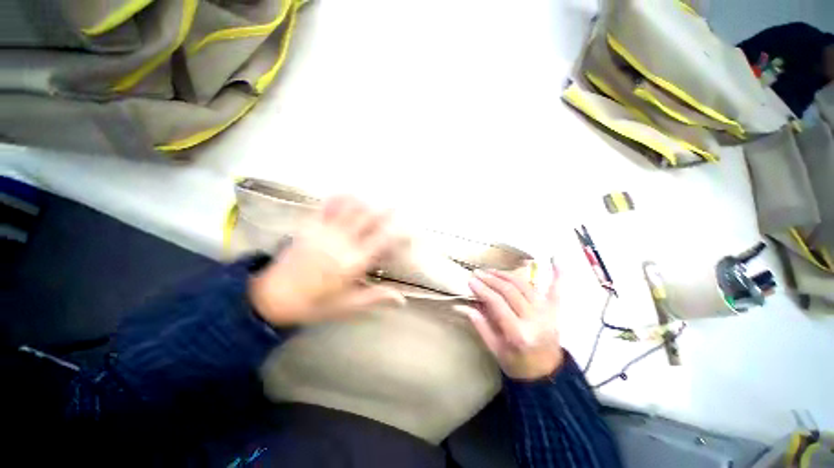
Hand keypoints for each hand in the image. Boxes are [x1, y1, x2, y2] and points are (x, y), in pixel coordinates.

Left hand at [249, 196, 405, 325]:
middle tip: (398, 204)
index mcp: (353, 263)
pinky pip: (327, 205)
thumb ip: (373, 298)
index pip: (384, 241)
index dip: (400, 233)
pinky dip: (340, 197)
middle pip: (369, 217)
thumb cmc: (312, 305)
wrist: (274, 295)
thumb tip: (401, 299)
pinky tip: (347, 194)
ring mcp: (324, 230)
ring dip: (365, 200)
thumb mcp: (345, 307)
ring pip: (350, 206)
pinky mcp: (308, 225)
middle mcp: (342, 242)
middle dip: (386, 209)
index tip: (411, 231)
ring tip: (375, 197)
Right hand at [466, 260, 563, 380]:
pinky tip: (556, 259)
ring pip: (526, 286)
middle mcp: (533, 319)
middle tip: (478, 273)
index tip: (471, 281)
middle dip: (493, 279)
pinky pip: (556, 289)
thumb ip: (483, 328)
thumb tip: (467, 307)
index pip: (498, 304)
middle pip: (511, 292)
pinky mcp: (555, 310)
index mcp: (517, 333)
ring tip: (494, 271)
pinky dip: (557, 274)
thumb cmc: (518, 365)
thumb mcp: (496, 351)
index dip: (483, 290)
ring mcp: (547, 313)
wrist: (545, 372)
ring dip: (509, 275)